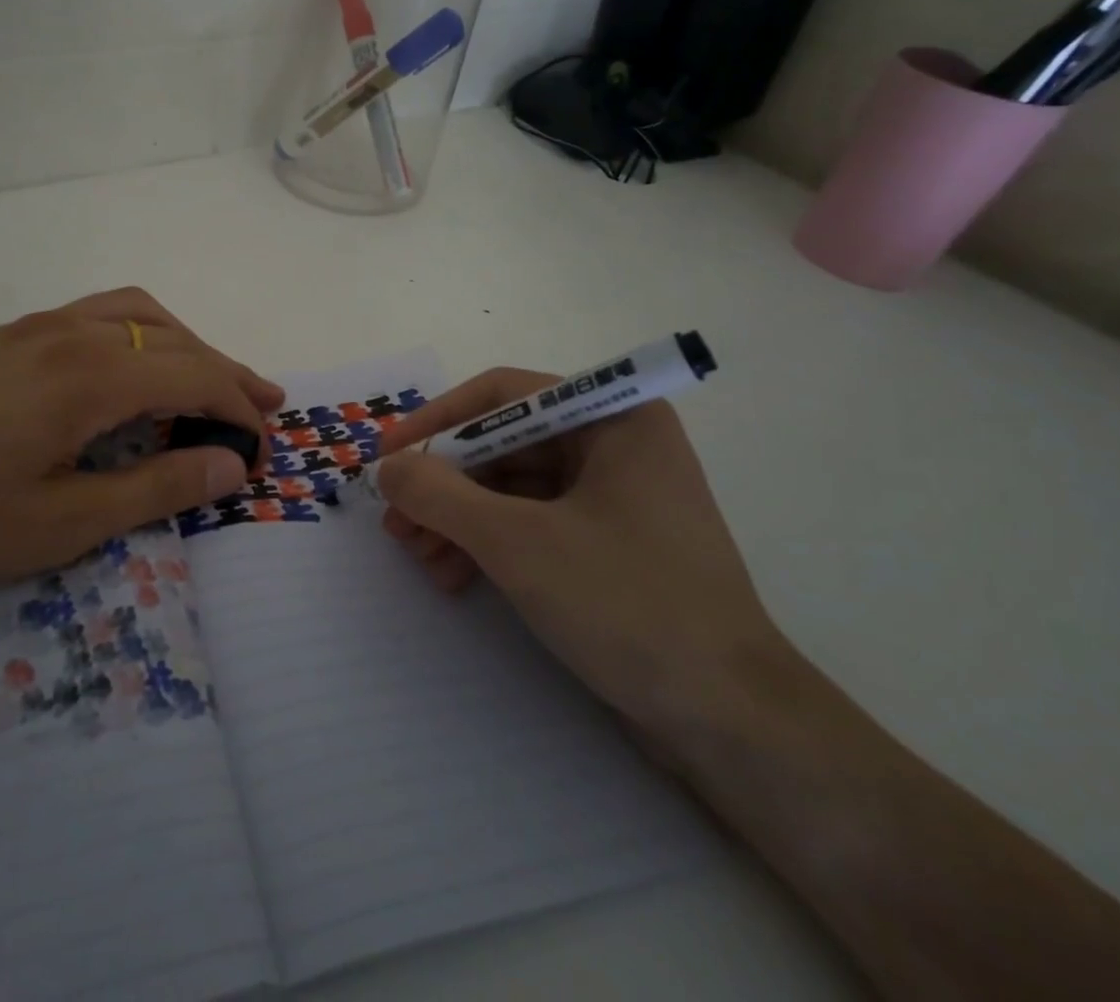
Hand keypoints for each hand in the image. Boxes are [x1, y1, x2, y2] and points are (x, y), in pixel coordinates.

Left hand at [0, 288, 281, 603]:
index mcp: (91, 376)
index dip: (238, 408)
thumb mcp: (62, 524)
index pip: (194, 377)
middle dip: (225, 371)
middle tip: (264, 404)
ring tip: (209, 376)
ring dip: (184, 342)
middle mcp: (70, 334)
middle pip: (173, 339)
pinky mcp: (6, 336)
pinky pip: (96, 315)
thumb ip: (155, 489)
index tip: (264, 447)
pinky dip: (140, 332)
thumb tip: (231, 467)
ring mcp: (34, 328)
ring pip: (135, 313)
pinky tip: (131, 366)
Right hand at [375, 369, 784, 736]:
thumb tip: (388, 467)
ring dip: (458, 518)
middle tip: (395, 519)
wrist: (731, 723)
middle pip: (503, 445)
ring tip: (416, 555)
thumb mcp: (517, 542)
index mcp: (613, 418)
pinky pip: (532, 523)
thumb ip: (440, 495)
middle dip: (443, 483)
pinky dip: (487, 543)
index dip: (437, 421)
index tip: (388, 455)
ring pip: (511, 488)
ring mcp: (614, 497)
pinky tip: (452, 576)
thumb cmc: (628, 605)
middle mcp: (615, 444)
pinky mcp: (608, 544)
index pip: (503, 395)